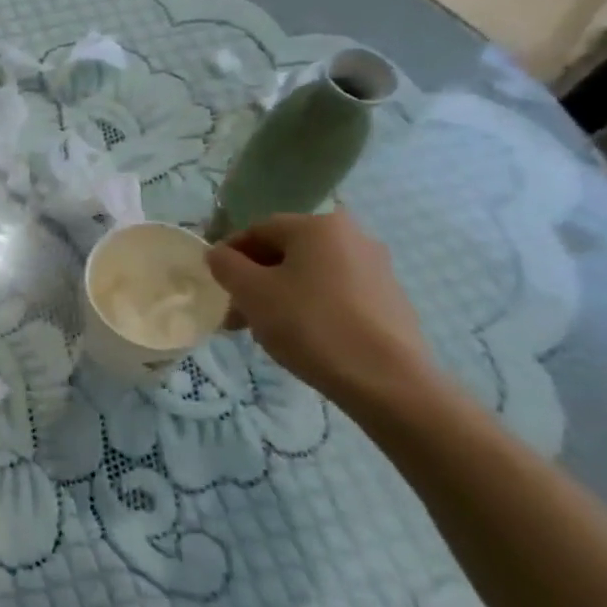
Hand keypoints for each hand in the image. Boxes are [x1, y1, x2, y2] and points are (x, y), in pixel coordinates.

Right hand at [206, 209, 437, 411]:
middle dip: (254, 280)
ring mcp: (376, 269)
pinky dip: (311, 308)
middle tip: (236, 315)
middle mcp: (352, 236)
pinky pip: (335, 294)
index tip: (216, 286)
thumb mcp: (251, 292)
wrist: (388, 381)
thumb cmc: (310, 325)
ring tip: (264, 331)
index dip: (229, 256)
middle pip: (286, 252)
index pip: (258, 229)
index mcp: (318, 226)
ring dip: (279, 296)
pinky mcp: (390, 300)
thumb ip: (226, 265)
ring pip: (310, 275)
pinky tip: (302, 338)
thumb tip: (219, 254)